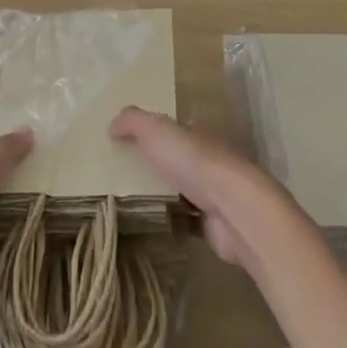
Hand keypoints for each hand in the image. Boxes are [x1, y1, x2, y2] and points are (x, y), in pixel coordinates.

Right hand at [108, 107, 289, 268]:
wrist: (234, 208)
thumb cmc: (194, 162)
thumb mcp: (157, 130)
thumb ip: (133, 121)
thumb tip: (112, 124)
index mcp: (197, 135)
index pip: (174, 132)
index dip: (152, 135)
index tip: (128, 144)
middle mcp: (208, 161)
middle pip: (178, 162)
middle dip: (158, 167)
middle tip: (124, 176)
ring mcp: (214, 194)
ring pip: (184, 191)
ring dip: (166, 195)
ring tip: (133, 203)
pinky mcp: (214, 225)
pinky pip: (188, 221)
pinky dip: (174, 222)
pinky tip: (154, 226)